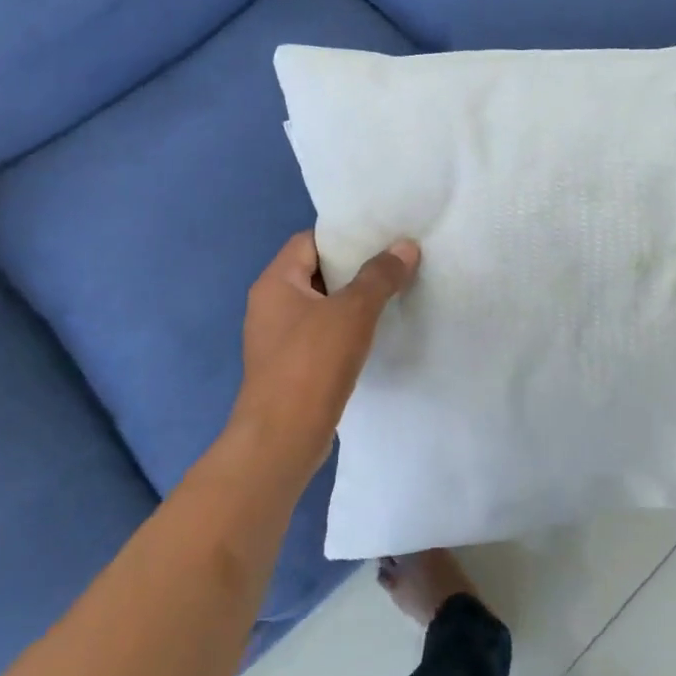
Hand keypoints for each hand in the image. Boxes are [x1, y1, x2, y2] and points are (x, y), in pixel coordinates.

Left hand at [231, 231, 419, 472]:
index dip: (345, 235)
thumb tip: (406, 246)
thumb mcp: (352, 312)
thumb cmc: (312, 364)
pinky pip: (321, 334)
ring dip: (353, 301)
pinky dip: (345, 329)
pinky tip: (375, 334)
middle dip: (355, 268)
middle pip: (316, 271)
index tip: (383, 236)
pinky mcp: (290, 366)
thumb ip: (380, 276)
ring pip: (321, 305)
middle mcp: (270, 305)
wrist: (282, 439)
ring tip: (394, 294)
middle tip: (397, 263)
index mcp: (275, 282)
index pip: (309, 240)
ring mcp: (278, 338)